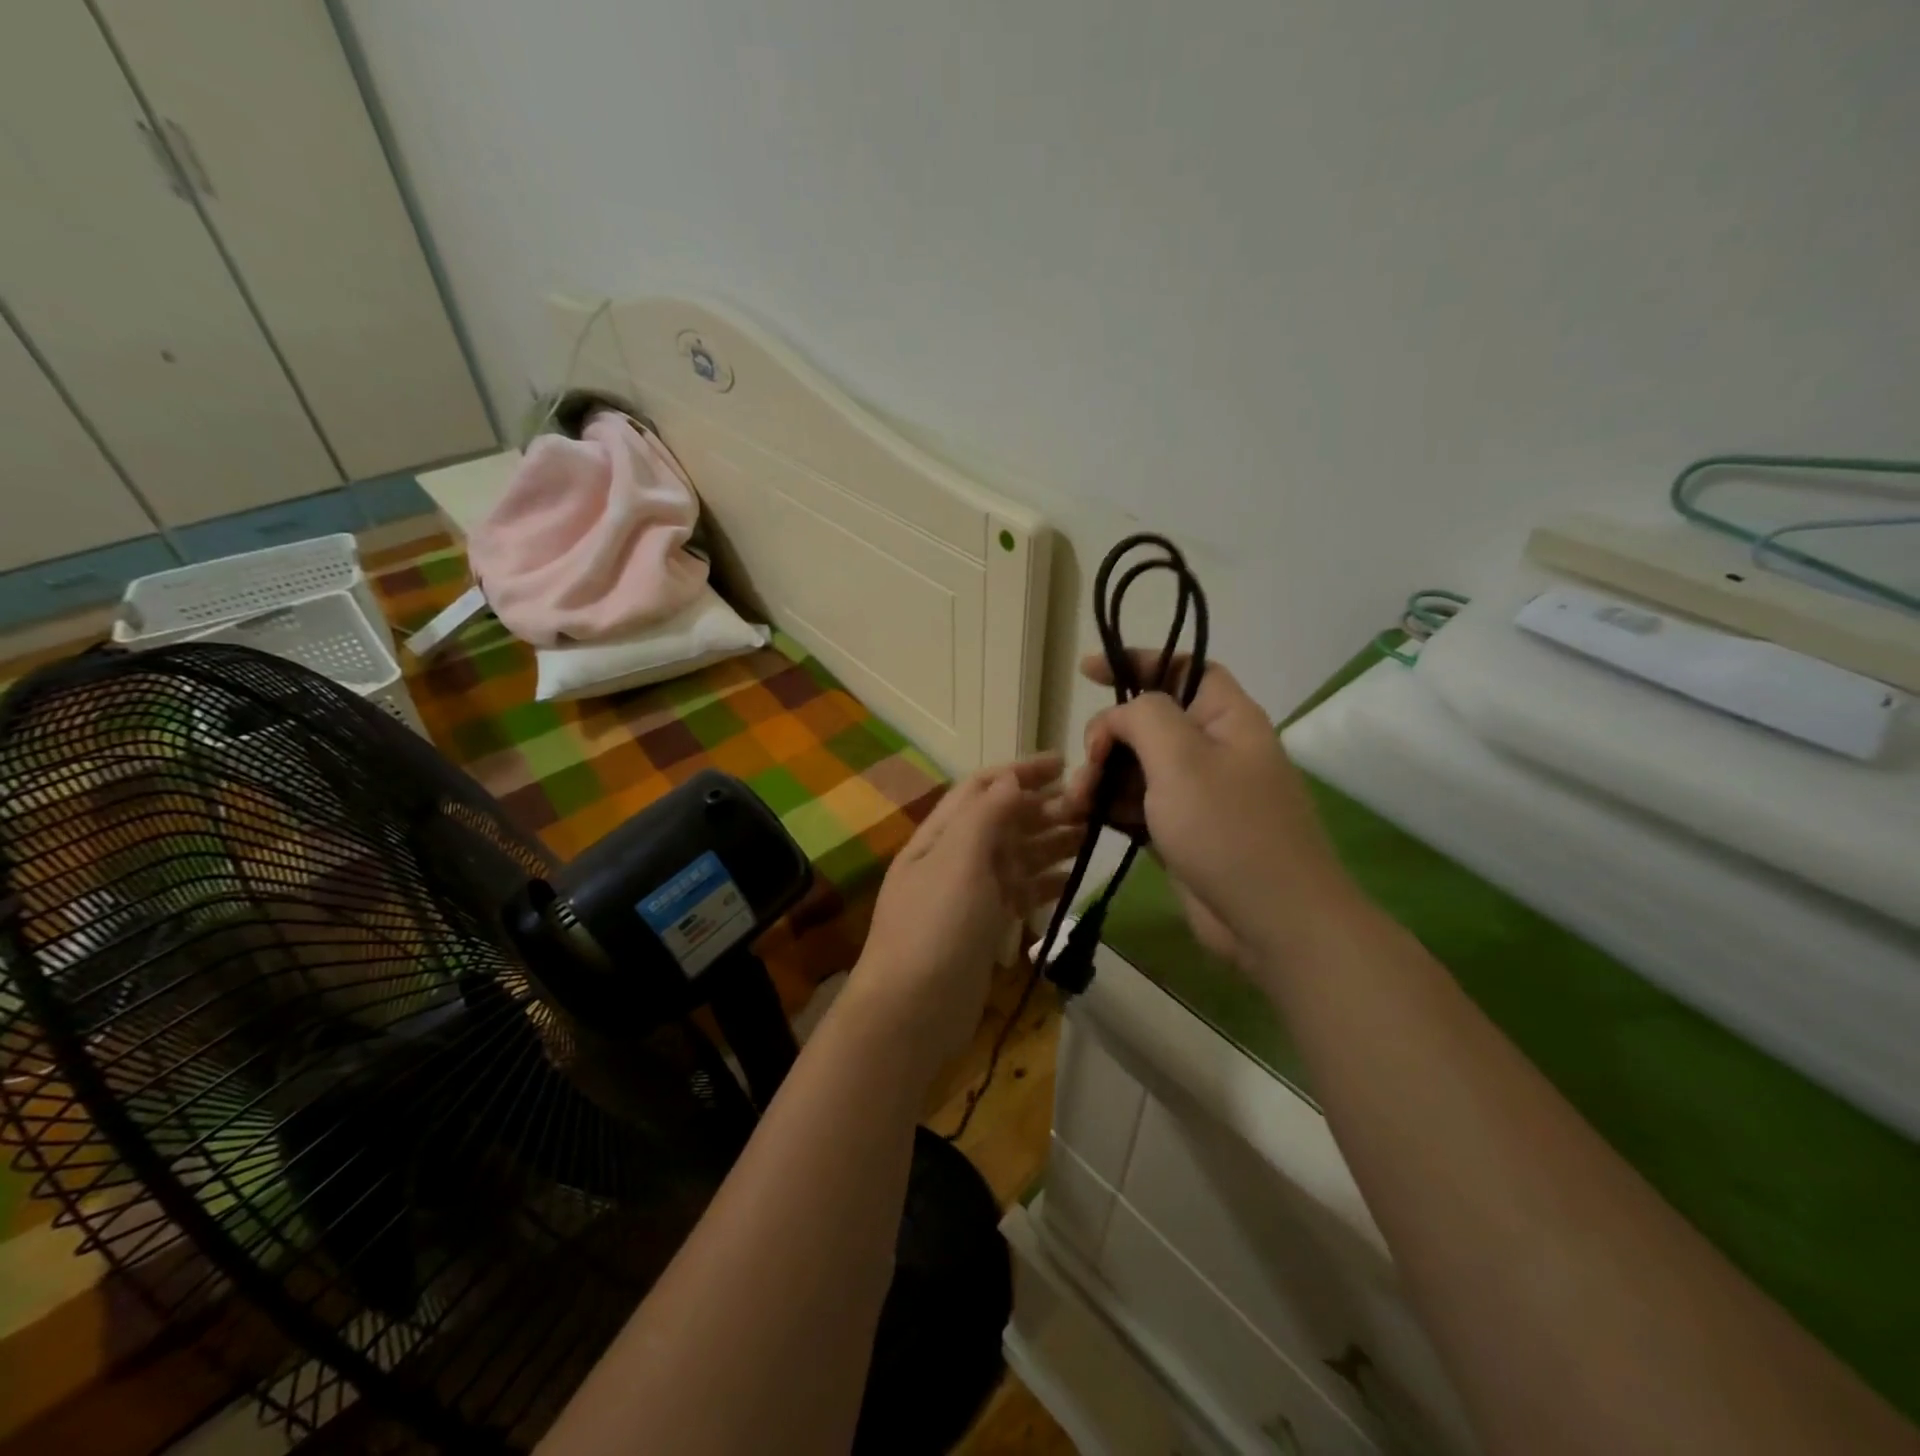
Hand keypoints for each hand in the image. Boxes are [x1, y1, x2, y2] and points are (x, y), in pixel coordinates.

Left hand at [848, 755, 1080, 1067]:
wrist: (912, 1011)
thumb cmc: (936, 927)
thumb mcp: (959, 860)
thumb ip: (986, 815)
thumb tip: (1012, 777)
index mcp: (941, 835)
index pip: (982, 788)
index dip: (1020, 771)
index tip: (1064, 762)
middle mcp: (954, 858)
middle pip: (1003, 820)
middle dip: (1043, 807)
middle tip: (1091, 804)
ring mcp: (970, 894)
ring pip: (1016, 856)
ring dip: (1051, 842)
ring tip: (1092, 834)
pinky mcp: (985, 926)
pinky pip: (1020, 893)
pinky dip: (1045, 882)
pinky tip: (1073, 879)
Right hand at [1066, 653, 1361, 970]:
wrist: (1272, 921)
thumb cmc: (1229, 829)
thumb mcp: (1182, 758)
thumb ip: (1143, 717)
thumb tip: (1120, 718)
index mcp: (1227, 718)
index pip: (1182, 668)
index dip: (1137, 660)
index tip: (1088, 669)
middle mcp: (1214, 749)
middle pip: (1149, 722)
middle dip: (1109, 736)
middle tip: (1089, 762)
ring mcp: (1198, 794)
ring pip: (1136, 767)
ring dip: (1101, 777)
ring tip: (1076, 803)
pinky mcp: (1182, 832)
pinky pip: (1138, 805)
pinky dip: (1110, 807)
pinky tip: (1083, 819)